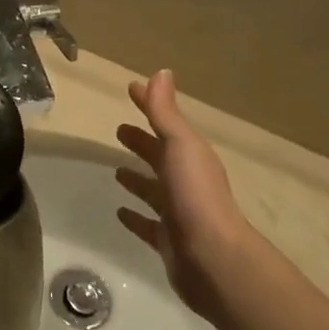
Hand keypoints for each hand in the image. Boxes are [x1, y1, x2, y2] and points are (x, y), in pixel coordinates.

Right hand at [114, 70, 254, 322]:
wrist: (212, 257)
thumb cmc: (195, 194)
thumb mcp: (179, 145)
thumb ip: (166, 112)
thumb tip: (161, 71)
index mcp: (190, 156)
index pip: (166, 123)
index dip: (149, 104)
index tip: (131, 89)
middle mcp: (186, 181)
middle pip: (160, 156)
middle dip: (142, 142)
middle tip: (119, 130)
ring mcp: (177, 213)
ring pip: (153, 190)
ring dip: (137, 179)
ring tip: (116, 171)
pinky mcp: (168, 240)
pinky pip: (147, 224)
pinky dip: (134, 216)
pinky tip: (119, 212)